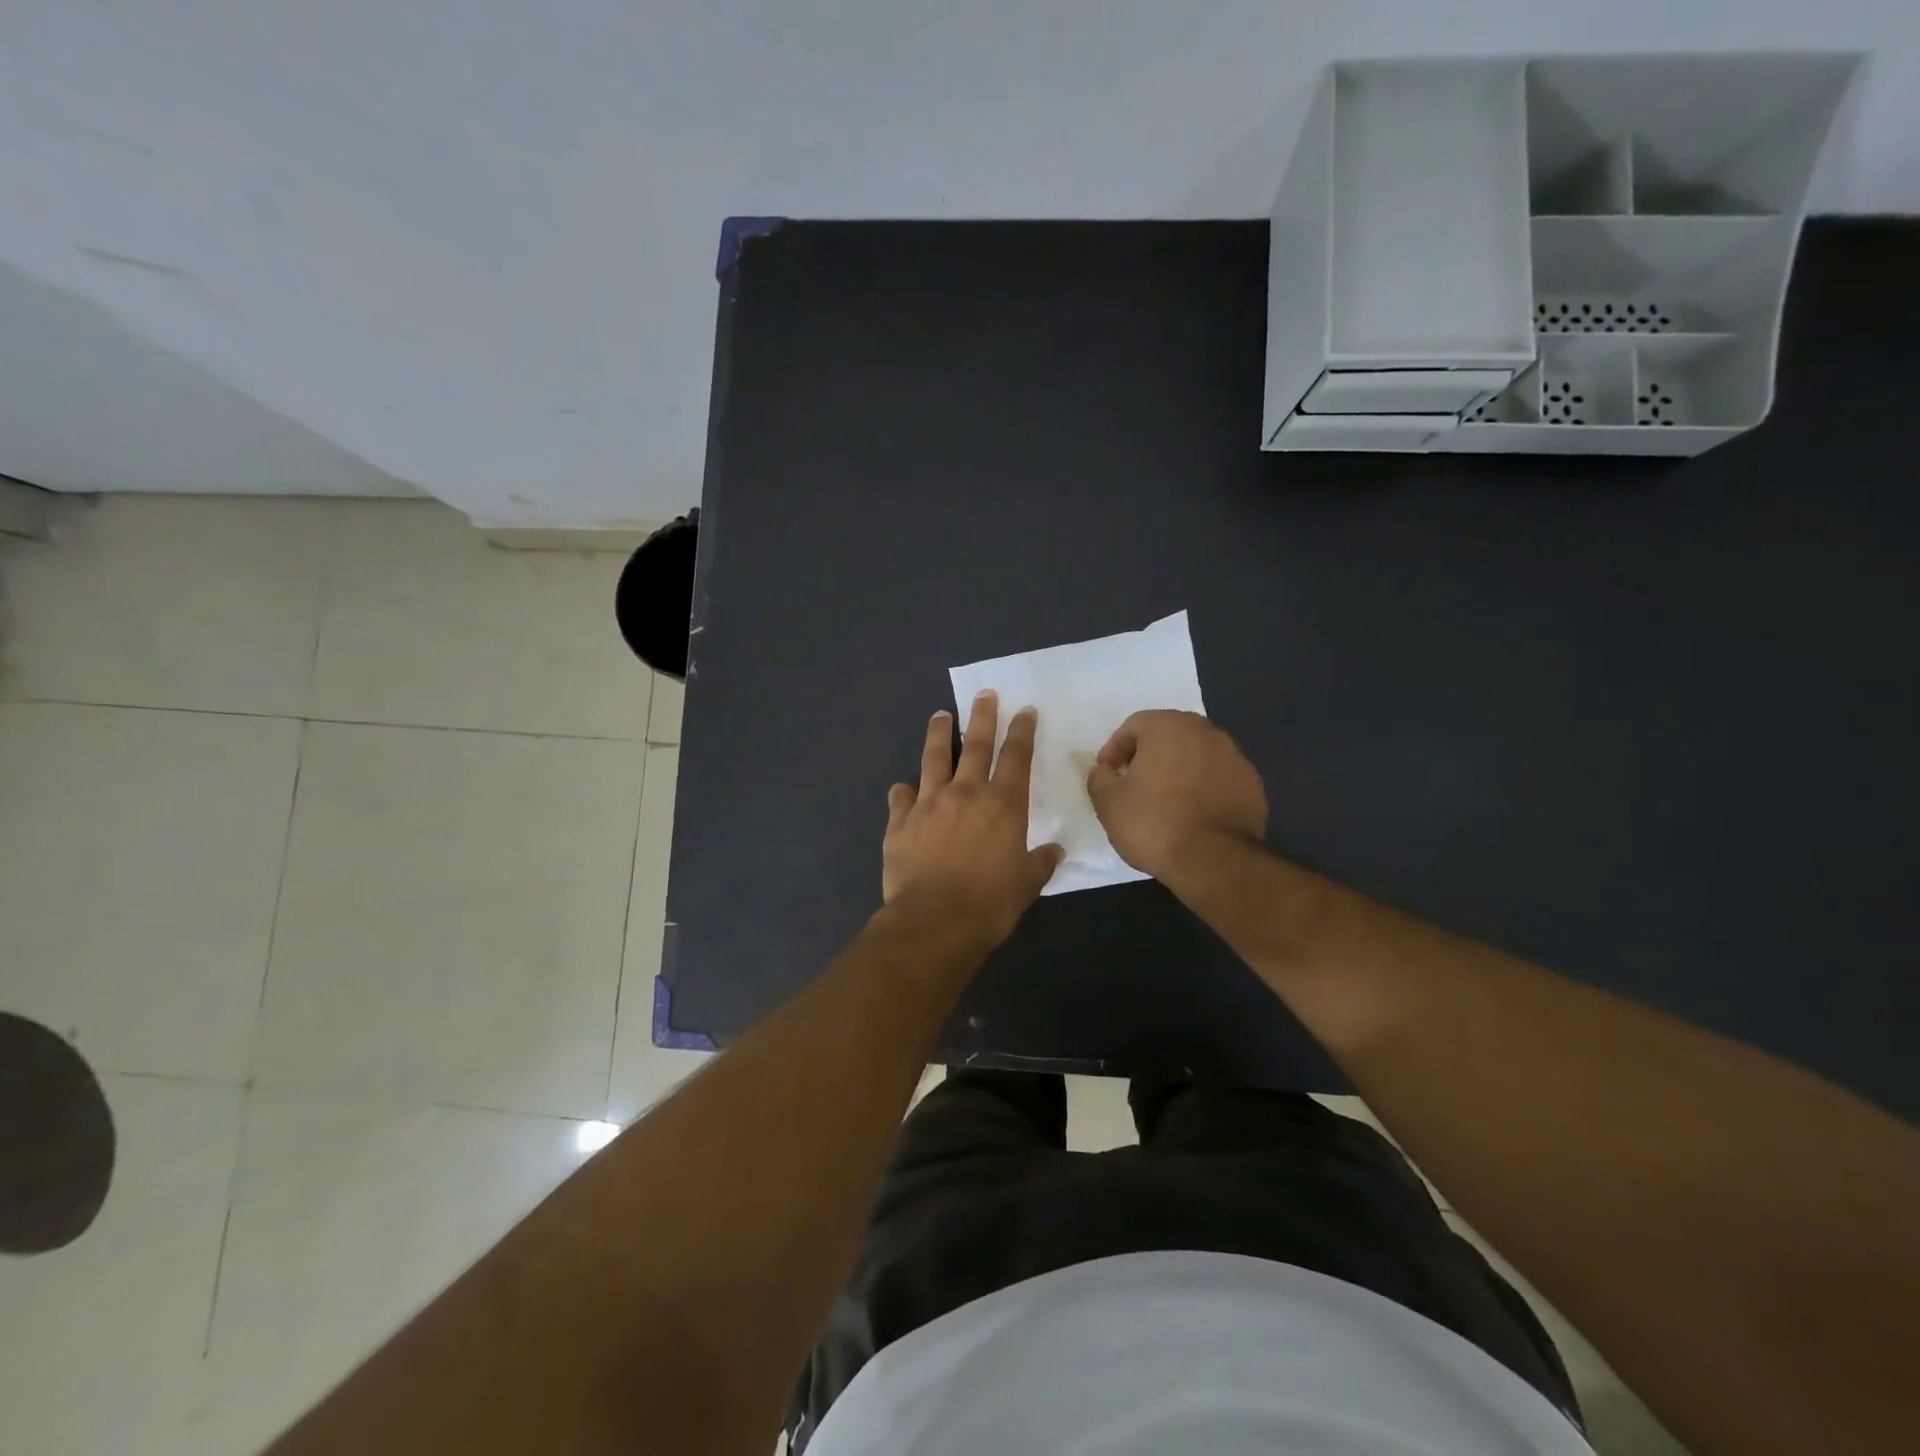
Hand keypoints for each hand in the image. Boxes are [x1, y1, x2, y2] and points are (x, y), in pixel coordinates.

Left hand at [882, 692, 1063, 944]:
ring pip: (933, 758)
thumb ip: (1040, 862)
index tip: (1024, 710)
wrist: (934, 921)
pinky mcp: (900, 822)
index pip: (1016, 756)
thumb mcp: (1026, 885)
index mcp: (1003, 804)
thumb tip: (1054, 851)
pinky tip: (901, 788)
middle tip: (984, 693)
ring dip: (939, 734)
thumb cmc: (989, 903)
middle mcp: (966, 793)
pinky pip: (900, 798)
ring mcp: (928, 803)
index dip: (1022, 731)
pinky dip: (902, 791)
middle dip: (982, 715)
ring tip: (939, 715)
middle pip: (976, 744)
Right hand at [1085, 710, 1267, 880]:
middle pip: (1169, 735)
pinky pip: (1218, 777)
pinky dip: (1204, 787)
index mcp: (1169, 726)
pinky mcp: (1252, 784)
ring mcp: (1235, 757)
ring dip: (1178, 769)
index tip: (1108, 775)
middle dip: (1149, 754)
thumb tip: (1105, 771)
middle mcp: (1206, 732)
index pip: (1134, 725)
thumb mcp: (1108, 802)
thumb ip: (1100, 777)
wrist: (1214, 860)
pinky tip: (1193, 814)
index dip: (1115, 749)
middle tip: (1134, 782)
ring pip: (1197, 754)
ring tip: (1165, 800)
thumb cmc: (1153, 823)